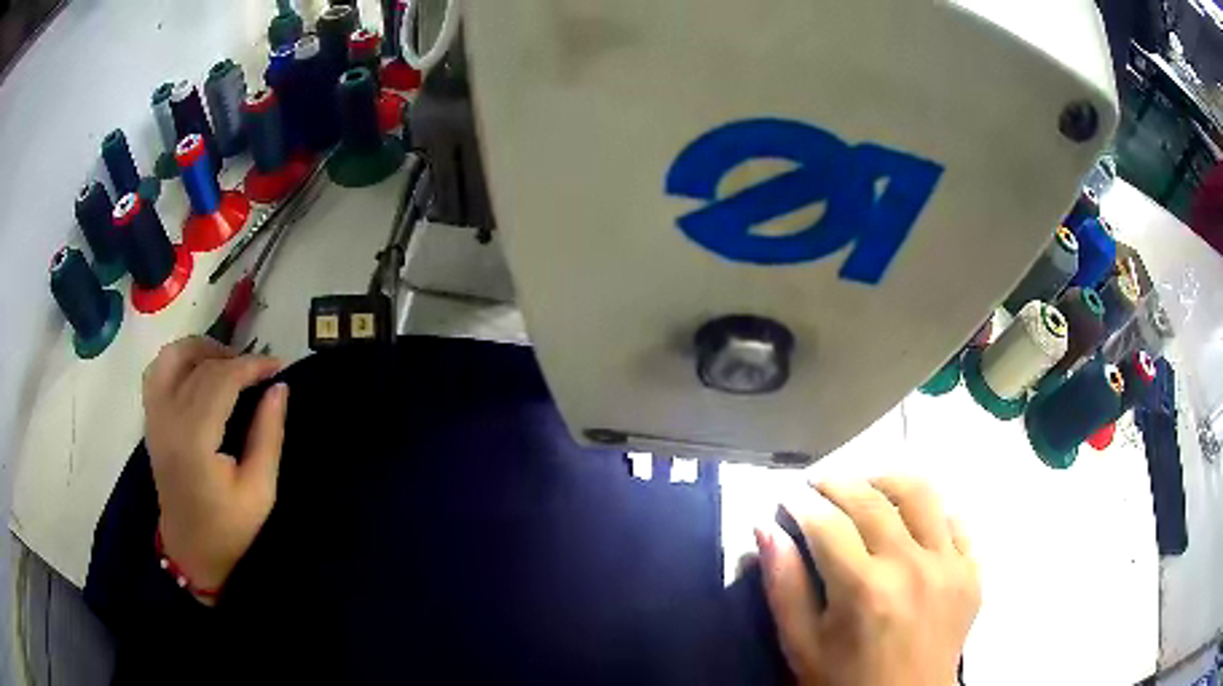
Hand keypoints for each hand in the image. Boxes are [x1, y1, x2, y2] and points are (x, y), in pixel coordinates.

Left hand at [143, 337, 288, 603]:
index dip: (252, 366)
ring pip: (173, 356)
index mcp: (195, 439)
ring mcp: (154, 416)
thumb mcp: (260, 490)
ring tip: (227, 364)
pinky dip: (178, 360)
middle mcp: (168, 418)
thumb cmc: (228, 527)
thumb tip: (279, 387)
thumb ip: (268, 436)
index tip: (278, 366)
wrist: (190, 550)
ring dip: (203, 350)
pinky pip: (157, 370)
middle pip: (201, 365)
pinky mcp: (150, 418)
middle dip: (235, 359)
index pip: (222, 380)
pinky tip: (197, 372)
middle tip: (260, 371)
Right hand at [756, 478, 979, 685]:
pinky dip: (930, 512)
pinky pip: (955, 521)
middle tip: (818, 486)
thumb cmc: (844, 682)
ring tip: (867, 491)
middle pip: (872, 499)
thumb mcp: (802, 645)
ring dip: (887, 482)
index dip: (801, 504)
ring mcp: (949, 566)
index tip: (787, 498)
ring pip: (922, 493)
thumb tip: (765, 529)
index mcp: (863, 590)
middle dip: (837, 482)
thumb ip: (784, 586)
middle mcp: (911, 567)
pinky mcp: (972, 571)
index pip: (827, 523)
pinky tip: (911, 526)